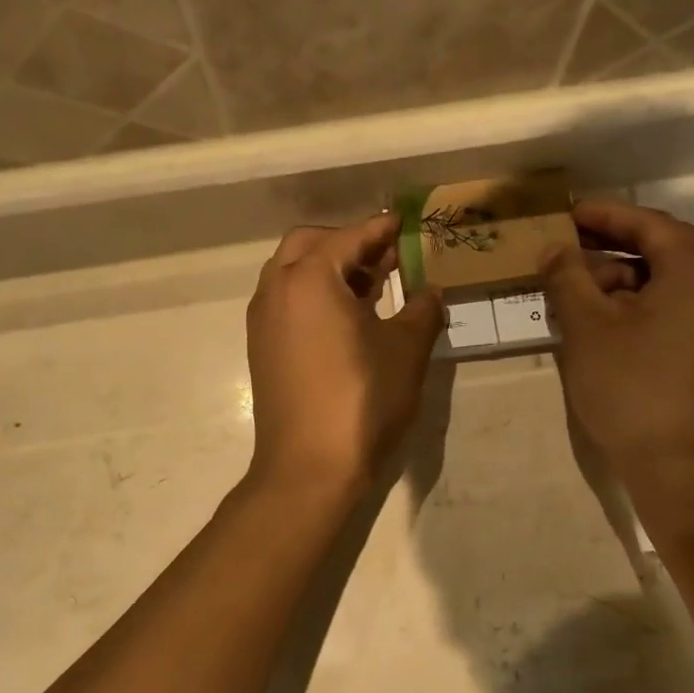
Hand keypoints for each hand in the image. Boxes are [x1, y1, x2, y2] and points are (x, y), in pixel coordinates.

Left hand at [245, 214, 443, 498]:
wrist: (308, 467)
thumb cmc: (361, 400)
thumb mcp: (406, 351)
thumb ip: (422, 310)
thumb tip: (430, 291)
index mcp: (310, 278)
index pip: (350, 237)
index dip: (382, 229)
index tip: (406, 225)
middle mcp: (277, 290)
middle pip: (309, 244)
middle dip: (348, 243)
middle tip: (386, 257)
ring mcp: (264, 321)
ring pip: (293, 273)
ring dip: (329, 269)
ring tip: (372, 287)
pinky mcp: (262, 349)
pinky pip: (287, 302)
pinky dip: (314, 295)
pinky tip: (347, 321)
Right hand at [540, 200, 693, 502]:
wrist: (673, 463)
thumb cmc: (629, 385)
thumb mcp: (587, 326)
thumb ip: (567, 277)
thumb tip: (554, 250)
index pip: (651, 225)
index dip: (607, 214)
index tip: (568, 213)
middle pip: (664, 249)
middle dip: (613, 244)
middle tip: (569, 244)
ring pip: (666, 282)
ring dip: (621, 276)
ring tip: (574, 285)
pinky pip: (671, 309)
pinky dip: (635, 303)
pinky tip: (598, 317)